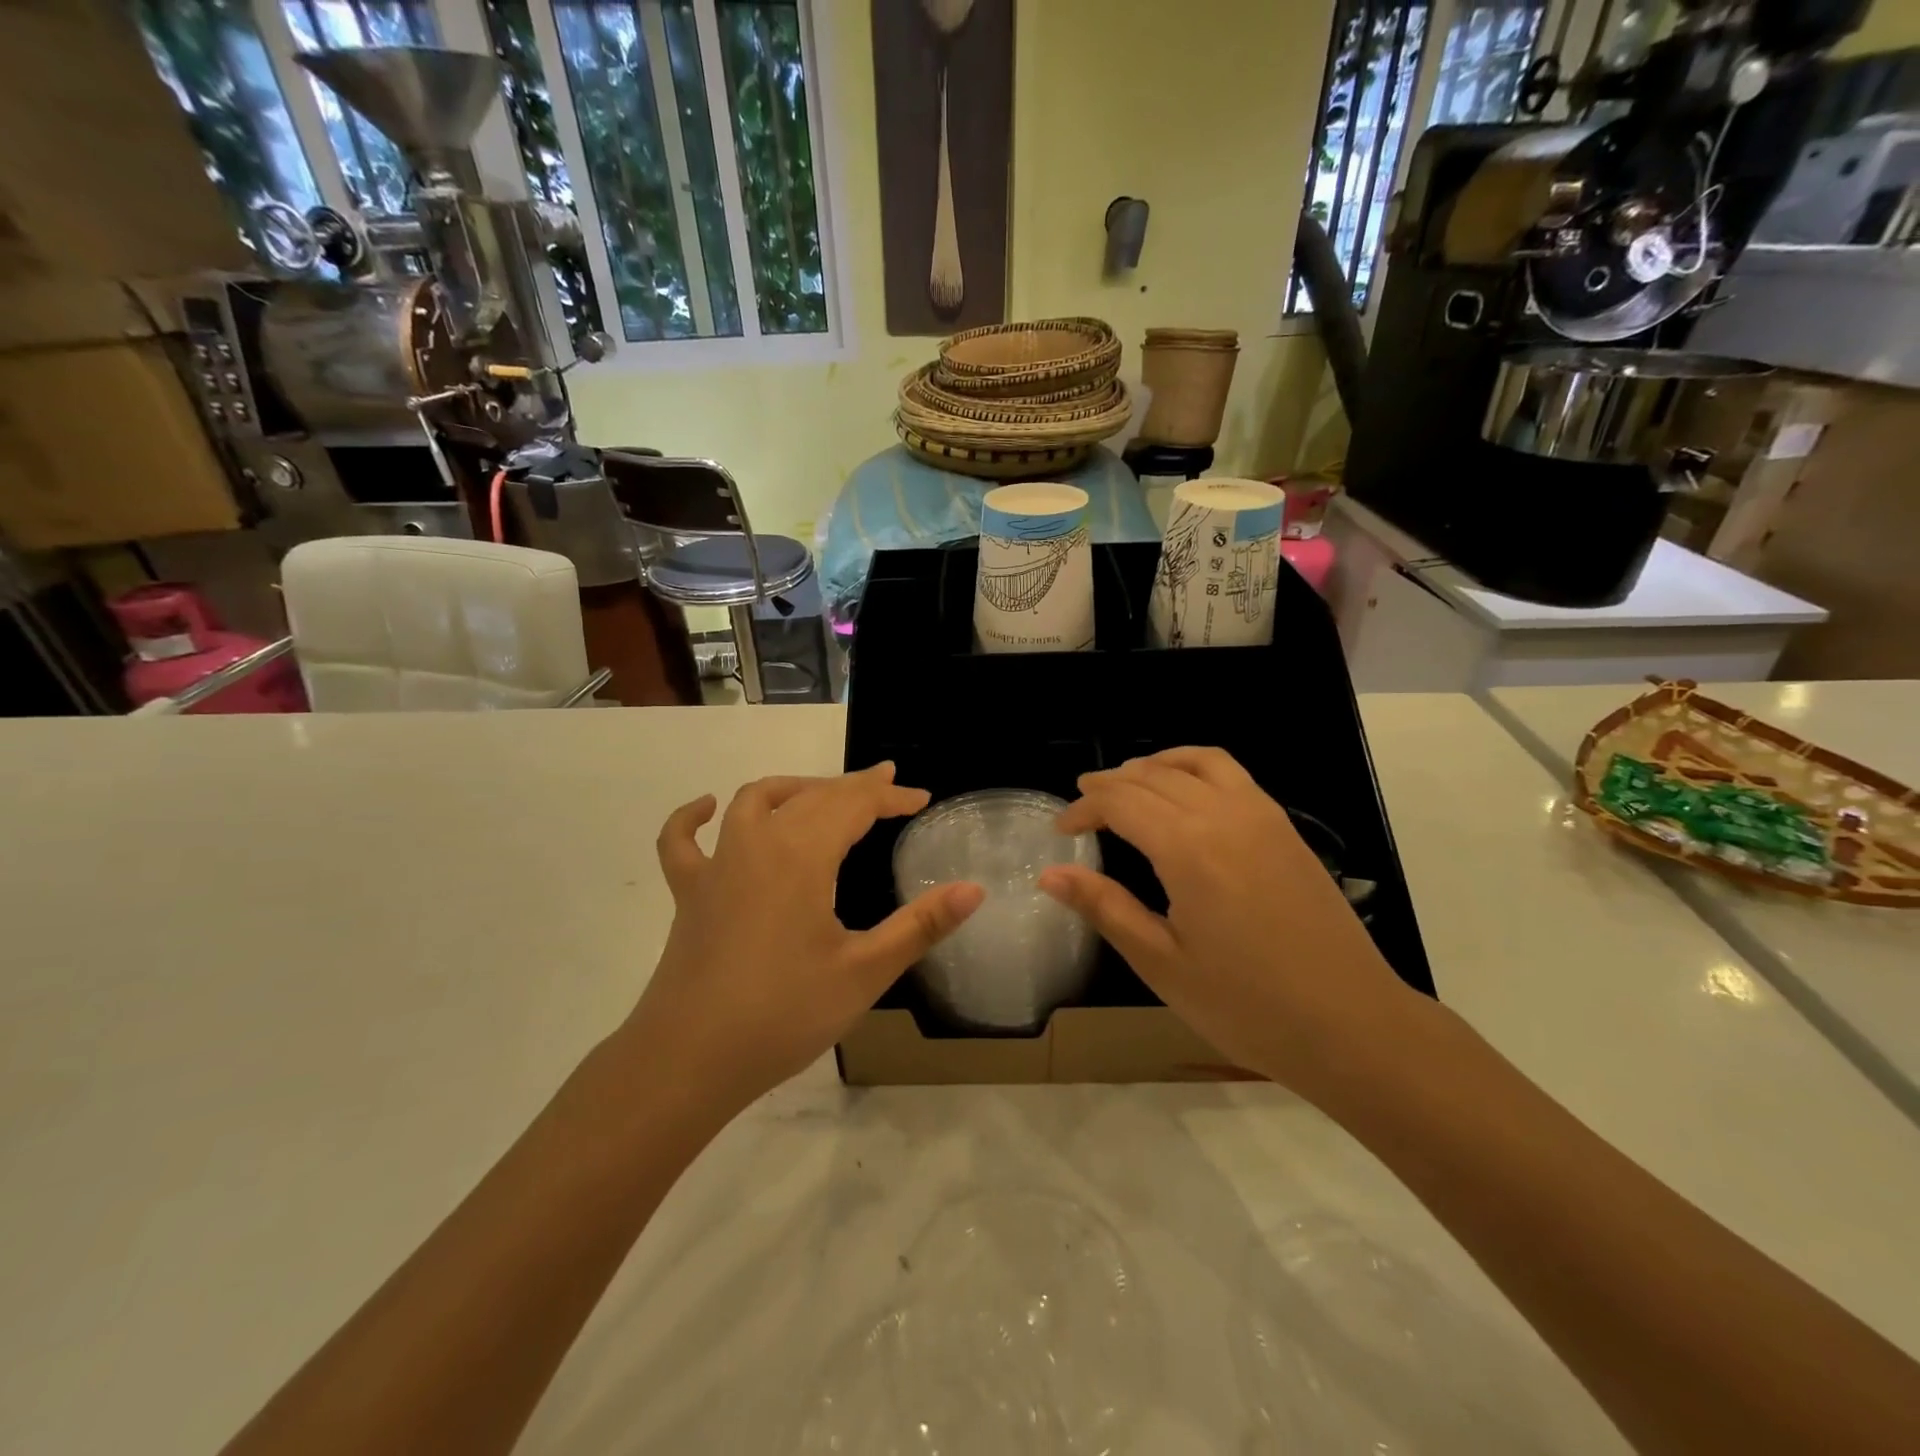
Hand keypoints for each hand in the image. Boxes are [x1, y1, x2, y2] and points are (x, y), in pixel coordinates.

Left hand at [621, 764, 982, 1113]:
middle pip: (812, 796)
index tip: (921, 798)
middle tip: (887, 787)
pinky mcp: (689, 893)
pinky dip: (691, 818)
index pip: (855, 805)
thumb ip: (921, 926)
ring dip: (793, 789)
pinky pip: (682, 842)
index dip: (891, 796)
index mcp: (803, 856)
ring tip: (822, 793)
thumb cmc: (784, 1014)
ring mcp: (717, 866)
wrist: (690, 1060)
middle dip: (854, 786)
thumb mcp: (865, 972)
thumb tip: (974, 890)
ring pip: (755, 801)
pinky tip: (705, 808)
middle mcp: (758, 844)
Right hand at [1039, 747, 1412, 1090]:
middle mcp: (1223, 815)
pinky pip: (1232, 773)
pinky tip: (1186, 793)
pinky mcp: (1285, 827)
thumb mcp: (1162, 964)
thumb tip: (1049, 874)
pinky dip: (1196, 767)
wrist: (1351, 1025)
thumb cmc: (1247, 1005)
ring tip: (1128, 784)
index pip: (1120, 802)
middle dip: (1110, 784)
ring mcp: (1261, 816)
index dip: (1083, 808)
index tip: (1061, 830)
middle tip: (1083, 806)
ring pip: (1196, 762)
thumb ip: (1104, 907)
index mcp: (1187, 849)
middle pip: (1153, 776)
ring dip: (1153, 765)